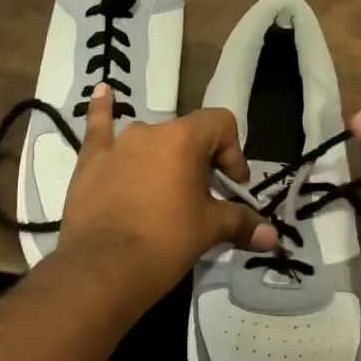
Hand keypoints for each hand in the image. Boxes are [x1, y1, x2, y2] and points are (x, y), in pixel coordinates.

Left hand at [57, 85, 277, 307]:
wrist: (103, 269)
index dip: (233, 152)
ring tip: (165, 190)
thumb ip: (241, 223)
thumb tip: (272, 236)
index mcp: (183, 139)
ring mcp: (116, 145)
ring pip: (150, 141)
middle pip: (186, 135)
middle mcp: (149, 132)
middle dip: (200, 162)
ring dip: (163, 158)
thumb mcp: (209, 231)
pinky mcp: (89, 162)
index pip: (220, 124)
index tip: (233, 186)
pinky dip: (102, 111)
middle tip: (203, 198)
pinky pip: (99, 129)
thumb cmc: (165, 242)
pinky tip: (102, 91)